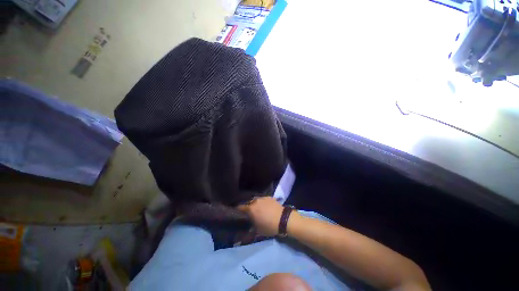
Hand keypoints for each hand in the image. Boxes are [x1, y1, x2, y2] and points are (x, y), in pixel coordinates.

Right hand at [237, 196, 285, 236]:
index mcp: (251, 209)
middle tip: (249, 212)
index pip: (240, 207)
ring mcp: (262, 198)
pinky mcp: (269, 196)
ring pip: (256, 200)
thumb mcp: (258, 230)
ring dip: (255, 204)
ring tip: (257, 208)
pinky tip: (265, 206)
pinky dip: (262, 202)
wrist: (283, 219)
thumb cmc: (269, 226)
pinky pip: (263, 199)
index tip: (236, 211)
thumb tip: (247, 224)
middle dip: (247, 207)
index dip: (237, 209)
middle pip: (248, 202)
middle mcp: (255, 201)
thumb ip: (251, 225)